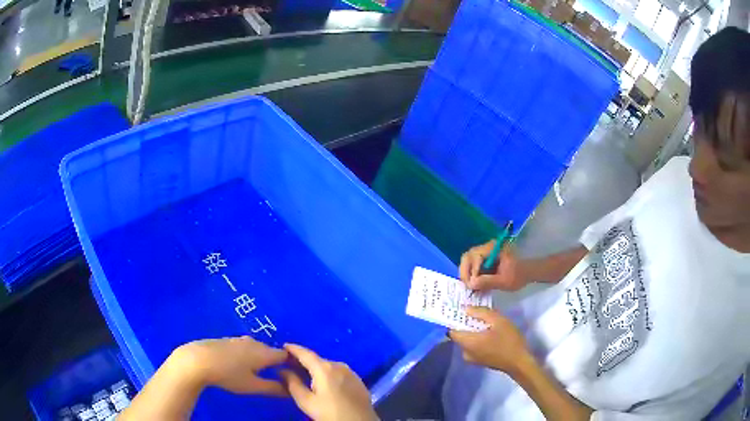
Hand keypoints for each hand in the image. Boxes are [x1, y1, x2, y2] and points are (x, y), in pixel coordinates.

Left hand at [173, 336, 287, 395]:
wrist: (198, 359)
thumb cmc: (229, 375)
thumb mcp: (253, 386)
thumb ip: (274, 388)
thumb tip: (292, 390)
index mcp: (264, 353)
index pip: (285, 355)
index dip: (291, 364)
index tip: (292, 374)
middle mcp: (254, 343)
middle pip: (270, 351)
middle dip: (274, 362)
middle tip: (274, 377)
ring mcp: (239, 340)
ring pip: (256, 349)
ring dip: (259, 359)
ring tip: (256, 372)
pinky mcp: (227, 340)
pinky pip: (244, 347)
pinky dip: (247, 355)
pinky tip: (238, 365)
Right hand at [280, 344, 376, 420]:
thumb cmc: (330, 413)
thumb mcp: (306, 401)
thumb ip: (293, 384)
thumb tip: (283, 371)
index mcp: (325, 368)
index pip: (305, 353)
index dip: (293, 349)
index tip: (283, 346)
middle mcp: (339, 365)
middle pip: (317, 359)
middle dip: (303, 361)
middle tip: (289, 364)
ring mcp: (351, 372)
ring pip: (328, 366)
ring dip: (315, 368)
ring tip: (303, 374)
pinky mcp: (357, 380)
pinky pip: (338, 373)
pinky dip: (327, 374)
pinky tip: (322, 383)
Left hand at [449, 307, 532, 375]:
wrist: (520, 362)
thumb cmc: (509, 341)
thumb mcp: (498, 321)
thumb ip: (481, 313)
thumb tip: (466, 309)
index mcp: (468, 343)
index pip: (451, 330)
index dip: (454, 319)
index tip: (460, 309)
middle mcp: (465, 352)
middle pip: (460, 335)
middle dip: (466, 323)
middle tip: (475, 312)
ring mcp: (472, 359)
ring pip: (467, 341)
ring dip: (473, 331)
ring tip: (484, 321)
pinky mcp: (479, 361)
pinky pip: (473, 347)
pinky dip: (477, 339)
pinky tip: (489, 333)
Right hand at [459, 242, 527, 291]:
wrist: (527, 273)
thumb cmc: (518, 275)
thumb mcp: (505, 281)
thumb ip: (488, 282)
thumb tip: (471, 284)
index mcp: (494, 248)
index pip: (475, 256)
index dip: (472, 271)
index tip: (473, 285)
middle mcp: (487, 247)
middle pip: (467, 257)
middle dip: (465, 273)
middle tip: (468, 287)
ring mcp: (484, 252)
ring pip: (467, 261)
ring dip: (466, 275)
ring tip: (470, 287)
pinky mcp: (483, 259)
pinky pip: (471, 265)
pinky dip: (470, 275)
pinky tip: (474, 285)